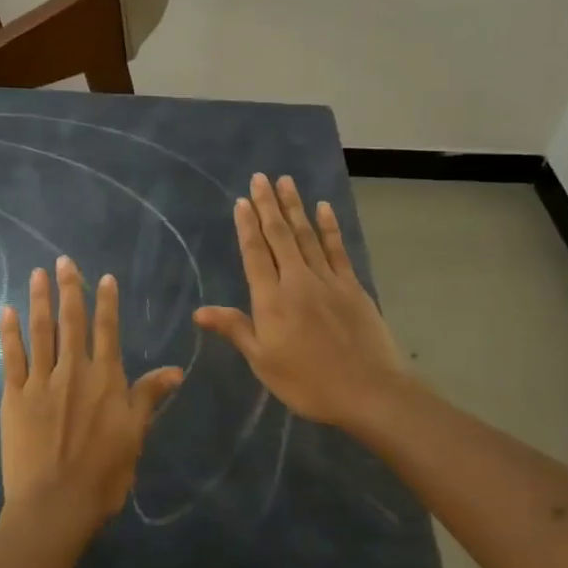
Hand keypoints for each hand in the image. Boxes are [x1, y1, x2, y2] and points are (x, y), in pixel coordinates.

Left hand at [0, 256, 183, 540]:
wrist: (55, 504)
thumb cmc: (103, 474)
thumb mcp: (135, 436)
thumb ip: (149, 397)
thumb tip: (176, 369)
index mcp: (105, 380)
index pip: (107, 331)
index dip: (106, 302)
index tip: (104, 277)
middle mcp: (73, 372)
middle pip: (71, 322)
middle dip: (69, 289)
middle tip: (63, 261)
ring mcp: (40, 382)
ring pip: (41, 332)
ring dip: (39, 301)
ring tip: (36, 274)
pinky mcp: (14, 397)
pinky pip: (11, 357)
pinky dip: (9, 333)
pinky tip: (7, 312)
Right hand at [195, 173, 408, 429]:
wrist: (368, 390)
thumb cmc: (307, 382)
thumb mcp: (263, 361)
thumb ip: (235, 329)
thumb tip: (200, 311)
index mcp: (272, 300)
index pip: (255, 254)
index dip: (247, 227)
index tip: (241, 201)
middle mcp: (298, 280)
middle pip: (280, 236)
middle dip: (268, 205)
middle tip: (260, 177)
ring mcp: (328, 280)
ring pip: (307, 235)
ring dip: (295, 207)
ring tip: (286, 182)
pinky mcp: (352, 286)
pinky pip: (337, 249)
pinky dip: (329, 227)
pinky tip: (323, 208)